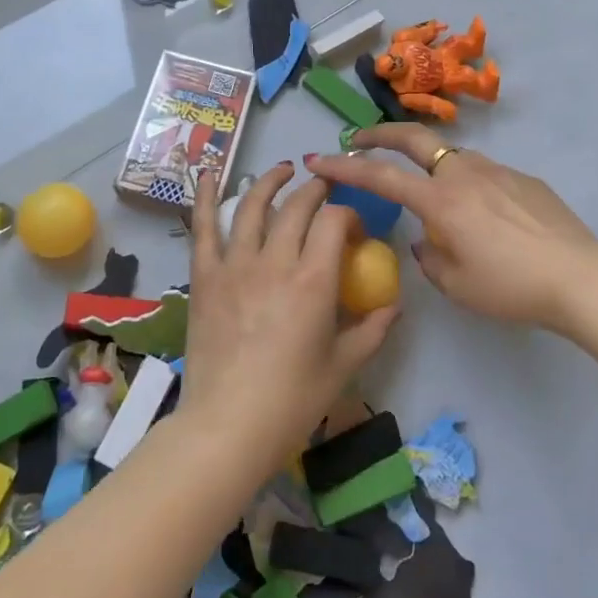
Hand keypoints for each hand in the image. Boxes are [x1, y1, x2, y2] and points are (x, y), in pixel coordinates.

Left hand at [182, 162, 398, 470]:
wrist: (227, 427)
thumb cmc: (291, 401)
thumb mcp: (343, 367)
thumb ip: (372, 330)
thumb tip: (394, 304)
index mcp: (313, 280)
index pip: (334, 220)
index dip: (348, 214)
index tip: (354, 229)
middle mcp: (275, 261)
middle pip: (298, 206)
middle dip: (317, 190)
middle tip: (325, 190)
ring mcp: (235, 265)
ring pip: (254, 206)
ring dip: (271, 181)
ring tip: (283, 170)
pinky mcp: (205, 277)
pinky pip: (204, 228)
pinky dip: (208, 196)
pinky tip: (212, 173)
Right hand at [306, 124, 597, 331]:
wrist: (581, 276)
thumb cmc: (511, 287)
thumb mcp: (458, 285)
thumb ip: (430, 258)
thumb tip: (425, 240)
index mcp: (440, 201)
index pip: (381, 177)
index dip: (344, 167)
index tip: (318, 159)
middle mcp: (463, 174)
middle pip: (412, 139)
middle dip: (379, 134)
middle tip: (358, 139)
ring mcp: (496, 170)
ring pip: (450, 155)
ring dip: (428, 162)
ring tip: (429, 191)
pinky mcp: (523, 178)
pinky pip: (483, 173)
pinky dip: (466, 182)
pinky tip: (483, 214)